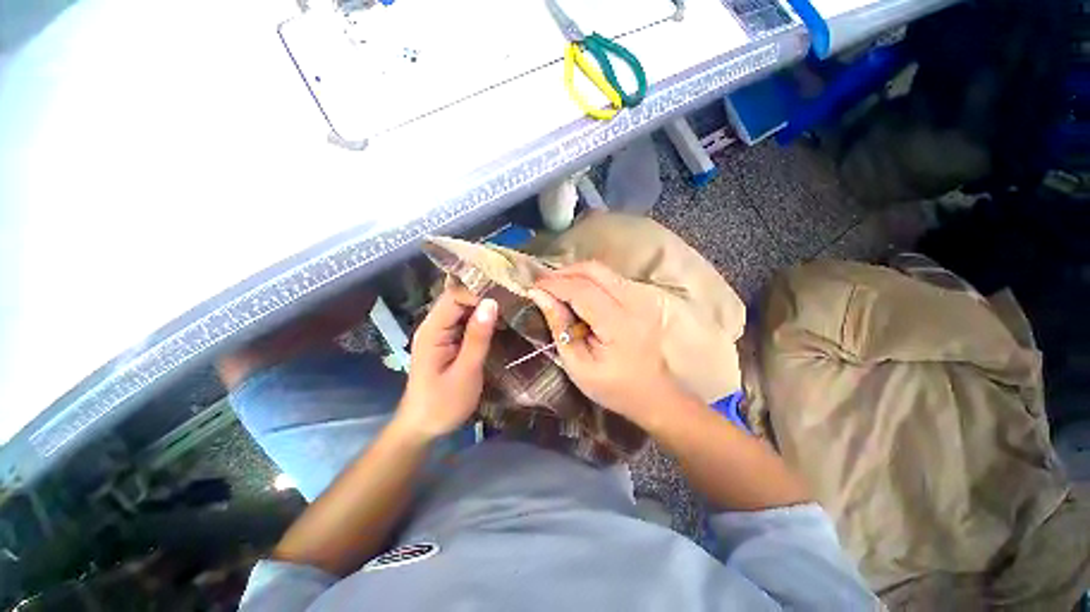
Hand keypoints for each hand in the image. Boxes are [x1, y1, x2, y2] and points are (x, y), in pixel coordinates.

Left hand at [396, 284, 496, 441]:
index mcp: (433, 330)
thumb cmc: (443, 403)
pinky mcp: (447, 342)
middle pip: (458, 300)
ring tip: (510, 308)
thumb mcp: (466, 371)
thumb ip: (478, 337)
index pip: (455, 296)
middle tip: (512, 300)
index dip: (479, 293)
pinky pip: (464, 323)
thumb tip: (491, 303)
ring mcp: (439, 334)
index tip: (505, 297)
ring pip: (463, 310)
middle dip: (483, 298)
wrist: (423, 427)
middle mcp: (433, 326)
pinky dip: (481, 321)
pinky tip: (498, 323)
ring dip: (484, 309)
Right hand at [529, 261, 683, 428]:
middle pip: (593, 270)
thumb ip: (560, 328)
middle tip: (543, 285)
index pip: (581, 290)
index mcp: (619, 324)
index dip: (554, 284)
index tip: (533, 287)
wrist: (656, 394)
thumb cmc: (615, 388)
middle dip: (563, 273)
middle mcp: (635, 301)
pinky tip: (578, 295)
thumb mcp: (579, 367)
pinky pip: (611, 278)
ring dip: (576, 275)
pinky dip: (590, 281)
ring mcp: (644, 296)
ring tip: (557, 290)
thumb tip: (539, 296)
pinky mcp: (645, 296)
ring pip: (603, 271)